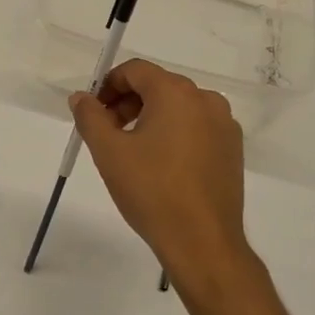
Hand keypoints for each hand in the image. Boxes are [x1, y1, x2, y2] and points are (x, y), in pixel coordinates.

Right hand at [68, 60, 252, 291]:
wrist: (203, 243)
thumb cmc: (152, 191)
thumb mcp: (109, 152)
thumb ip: (90, 116)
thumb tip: (81, 97)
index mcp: (176, 93)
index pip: (136, 70)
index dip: (108, 85)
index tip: (93, 111)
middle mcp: (205, 100)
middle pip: (158, 86)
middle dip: (127, 102)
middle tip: (107, 132)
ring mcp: (224, 125)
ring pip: (178, 107)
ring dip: (150, 118)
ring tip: (132, 151)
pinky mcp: (233, 150)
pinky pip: (197, 127)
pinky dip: (174, 134)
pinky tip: (161, 165)